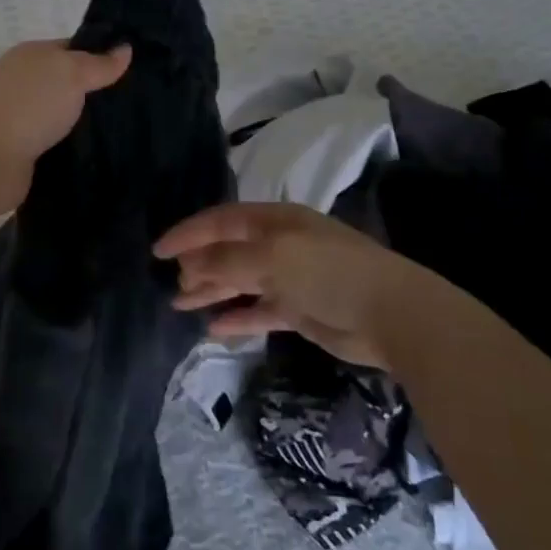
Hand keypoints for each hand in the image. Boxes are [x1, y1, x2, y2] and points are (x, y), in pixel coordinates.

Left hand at [0, 38, 131, 215]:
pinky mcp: (24, 155)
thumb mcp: (70, 73)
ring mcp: (22, 121)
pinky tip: (103, 157)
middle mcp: (25, 85)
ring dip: (87, 127)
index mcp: (32, 56)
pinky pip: (57, 147)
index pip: (73, 50)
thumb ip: (98, 64)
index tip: (138, 70)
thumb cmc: (28, 105)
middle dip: (99, 96)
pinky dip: (74, 151)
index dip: (103, 56)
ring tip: (131, 134)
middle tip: (141, 105)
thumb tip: (126, 48)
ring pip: (64, 119)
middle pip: (69, 86)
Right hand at [153, 202, 432, 366]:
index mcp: (274, 221)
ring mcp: (291, 278)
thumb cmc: (328, 272)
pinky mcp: (301, 310)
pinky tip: (215, 328)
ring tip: (181, 304)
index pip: (221, 221)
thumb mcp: (272, 258)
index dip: (188, 234)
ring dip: (212, 291)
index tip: (158, 250)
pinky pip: (259, 311)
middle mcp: (280, 245)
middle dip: (199, 264)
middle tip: (173, 283)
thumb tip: (190, 264)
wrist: (391, 313)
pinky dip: (238, 317)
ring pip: (241, 281)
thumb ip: (227, 260)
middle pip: (229, 251)